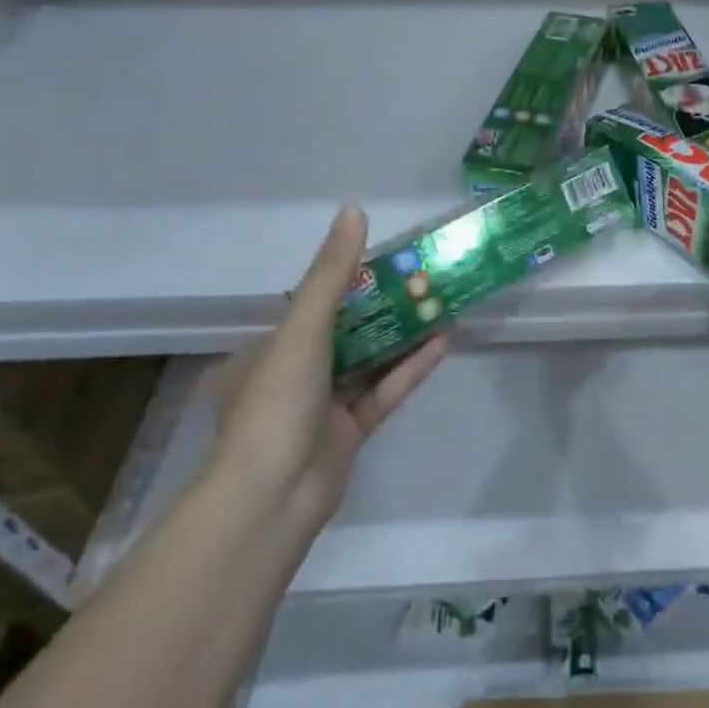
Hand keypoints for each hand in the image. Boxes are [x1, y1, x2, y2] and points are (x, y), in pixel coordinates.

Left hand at [208, 205, 447, 521]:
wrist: (273, 496)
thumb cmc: (276, 402)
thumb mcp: (302, 329)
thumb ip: (332, 274)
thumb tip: (354, 211)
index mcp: (265, 350)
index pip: (311, 305)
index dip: (350, 280)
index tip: (389, 259)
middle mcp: (292, 375)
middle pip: (346, 332)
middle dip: (385, 307)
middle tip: (425, 279)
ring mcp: (322, 406)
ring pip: (369, 362)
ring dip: (403, 336)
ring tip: (441, 304)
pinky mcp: (350, 433)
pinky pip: (384, 392)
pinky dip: (410, 368)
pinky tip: (443, 342)